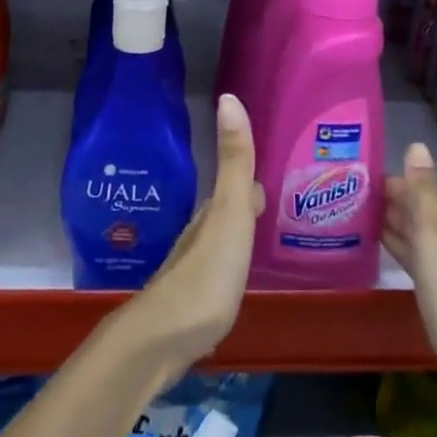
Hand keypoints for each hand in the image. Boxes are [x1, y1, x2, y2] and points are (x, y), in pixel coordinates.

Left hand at [121, 94, 263, 384]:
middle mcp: (200, 236)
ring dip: (238, 236)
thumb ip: (234, 160)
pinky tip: (236, 280)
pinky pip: (217, 275)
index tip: (270, 172)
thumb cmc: (206, 272)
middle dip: (246, 204)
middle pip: (227, 213)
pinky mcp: (193, 305)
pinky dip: (230, 268)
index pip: (237, 187)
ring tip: (259, 237)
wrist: (163, 339)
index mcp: (213, 214)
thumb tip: (229, 97)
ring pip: (220, 243)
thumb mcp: (230, 212)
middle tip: (272, 202)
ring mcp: (194, 272)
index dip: (251, 178)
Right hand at [383, 142, 436, 436]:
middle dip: (392, 208)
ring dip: (397, 232)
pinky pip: (426, 270)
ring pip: (424, 244)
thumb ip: (425, 192)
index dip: (389, 187)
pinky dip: (407, 258)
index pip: (419, 194)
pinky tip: (392, 261)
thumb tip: (417, 144)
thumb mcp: (436, 240)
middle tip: (350, 202)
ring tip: (361, 225)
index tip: (356, 183)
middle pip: (423, 218)